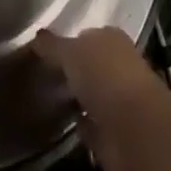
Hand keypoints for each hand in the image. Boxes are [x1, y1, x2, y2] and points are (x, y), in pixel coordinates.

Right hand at [33, 27, 170, 170]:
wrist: (134, 131)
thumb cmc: (104, 77)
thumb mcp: (71, 52)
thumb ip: (52, 46)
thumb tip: (36, 37)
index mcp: (110, 38)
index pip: (84, 36)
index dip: (65, 42)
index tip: (42, 51)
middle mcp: (117, 66)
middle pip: (88, 65)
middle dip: (70, 70)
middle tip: (40, 75)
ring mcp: (117, 101)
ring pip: (89, 94)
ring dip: (75, 98)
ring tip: (45, 98)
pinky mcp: (113, 134)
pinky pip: (90, 124)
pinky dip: (79, 125)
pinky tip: (61, 124)